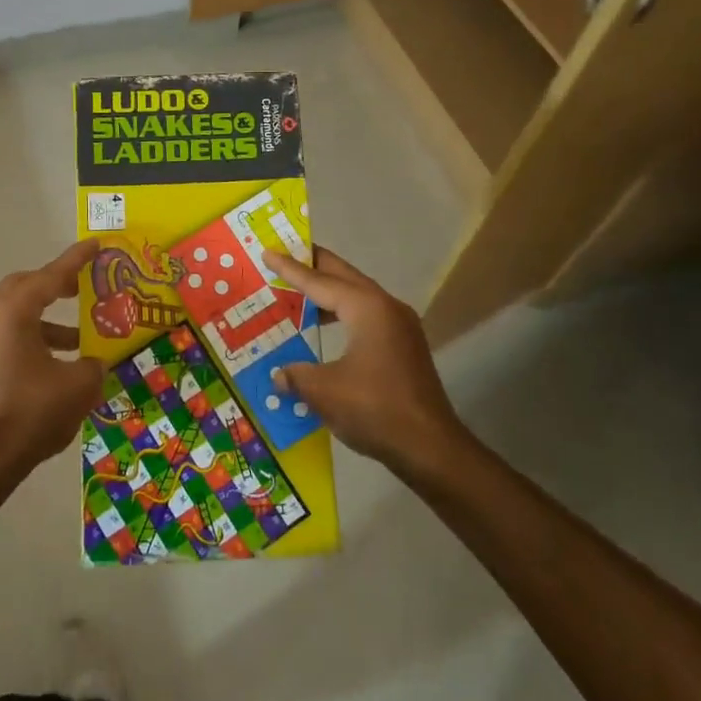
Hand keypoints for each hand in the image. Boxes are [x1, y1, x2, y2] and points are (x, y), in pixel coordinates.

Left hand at [0, 240, 104, 480]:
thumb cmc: (31, 412)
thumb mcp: (78, 385)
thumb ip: (93, 363)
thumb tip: (96, 361)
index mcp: (15, 310)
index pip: (52, 275)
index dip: (78, 259)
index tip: (97, 244)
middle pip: (28, 286)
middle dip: (57, 283)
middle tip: (85, 286)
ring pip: (21, 313)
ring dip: (51, 318)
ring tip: (83, 334)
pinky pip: (15, 336)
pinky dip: (40, 338)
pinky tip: (64, 363)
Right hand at [270, 248, 461, 469]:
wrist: (431, 448)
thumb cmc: (374, 409)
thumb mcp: (323, 391)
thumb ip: (296, 375)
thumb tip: (278, 375)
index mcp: (366, 308)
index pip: (320, 281)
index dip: (290, 269)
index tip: (269, 252)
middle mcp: (386, 308)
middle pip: (344, 277)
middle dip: (315, 265)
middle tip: (286, 253)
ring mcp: (400, 327)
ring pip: (358, 296)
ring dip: (329, 291)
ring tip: (300, 291)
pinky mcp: (405, 347)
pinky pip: (367, 316)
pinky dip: (343, 313)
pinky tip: (325, 329)